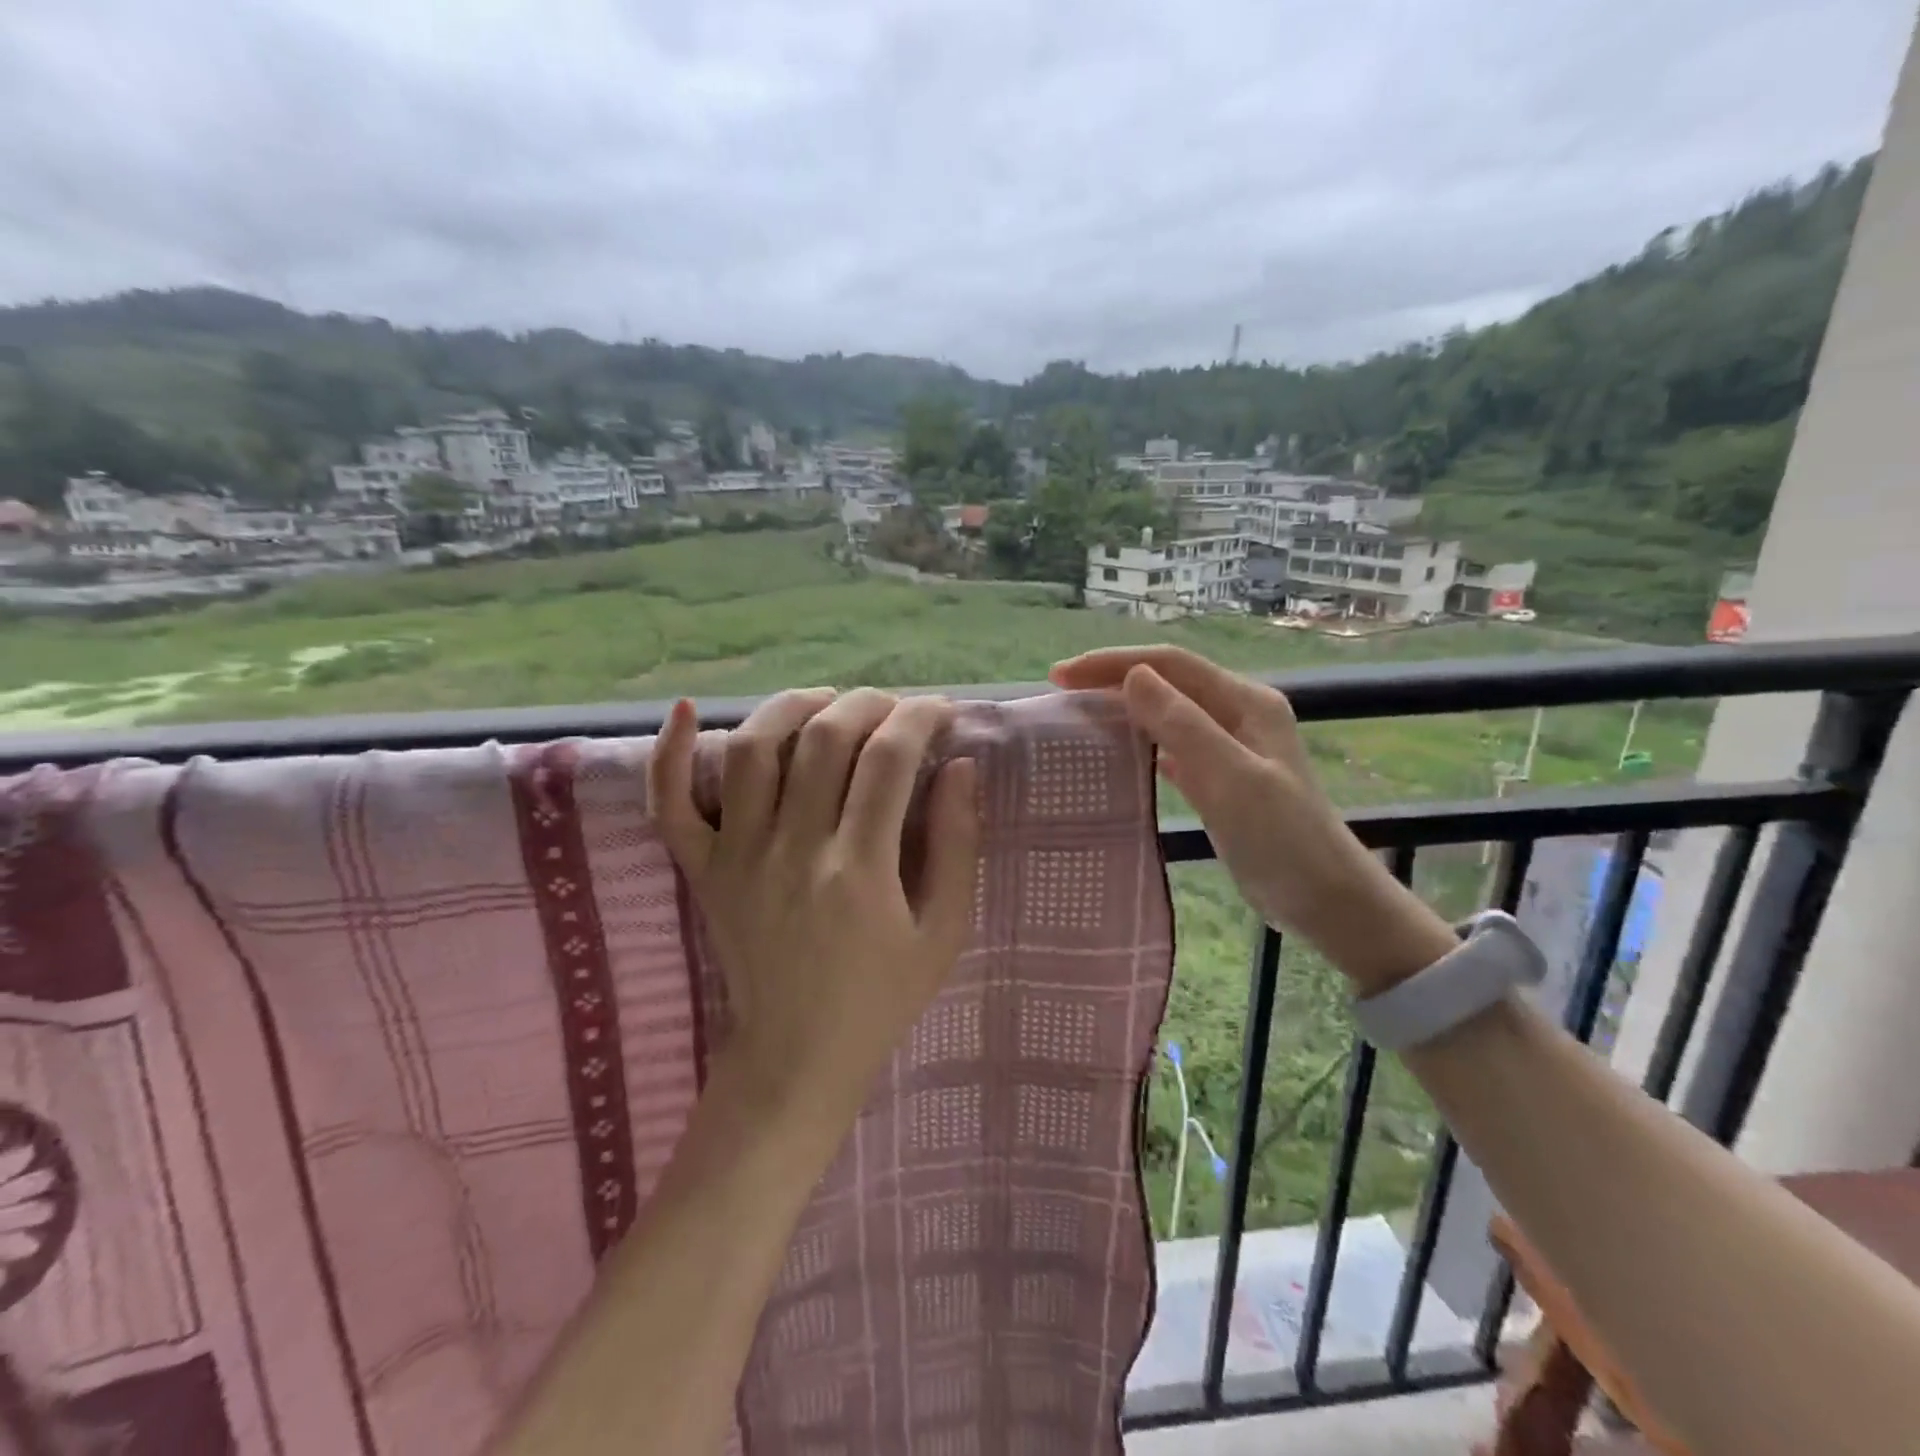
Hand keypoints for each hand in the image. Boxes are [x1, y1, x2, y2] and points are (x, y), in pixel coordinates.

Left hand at [648, 687, 980, 1142]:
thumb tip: (959, 764)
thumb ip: (956, 844)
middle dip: (869, 703)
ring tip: (828, 702)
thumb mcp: (944, 933)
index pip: (888, 760)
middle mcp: (793, 850)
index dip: (919, 717)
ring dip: (792, 706)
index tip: (940, 709)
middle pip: (824, 739)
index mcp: (860, 870)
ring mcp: (737, 857)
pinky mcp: (702, 870)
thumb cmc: (881, 998)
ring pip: (751, 750)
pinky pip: (669, 804)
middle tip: (895, 707)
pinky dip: (669, 753)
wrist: (796, 1057)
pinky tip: (685, 709)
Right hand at [1049, 646, 1452, 994]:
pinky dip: (1140, 742)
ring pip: (1166, 713)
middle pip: (1166, 682)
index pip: (1170, 664)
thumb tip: (1133, 676)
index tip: (1061, 677)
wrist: (1326, 899)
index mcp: (1245, 702)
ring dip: (1123, 708)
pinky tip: (1117, 753)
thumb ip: (1184, 725)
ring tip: (1079, 716)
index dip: (1114, 663)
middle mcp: (1237, 714)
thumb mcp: (1232, 778)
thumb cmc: (1283, 839)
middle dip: (1112, 679)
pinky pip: (1172, 746)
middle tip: (1060, 694)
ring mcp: (1229, 747)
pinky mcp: (1220, 778)